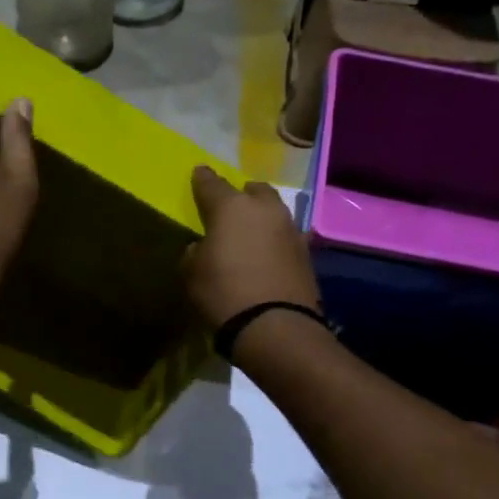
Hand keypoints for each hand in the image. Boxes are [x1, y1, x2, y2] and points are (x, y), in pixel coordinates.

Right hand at [183, 167, 320, 329]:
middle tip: (230, 208)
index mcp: (231, 207)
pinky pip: (285, 236)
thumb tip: (203, 247)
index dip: (202, 179)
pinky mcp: (306, 252)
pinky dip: (274, 240)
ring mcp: (290, 229)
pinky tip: (267, 254)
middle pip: (253, 190)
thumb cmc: (223, 293)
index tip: (199, 173)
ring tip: (250, 232)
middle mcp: (264, 209)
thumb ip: (195, 252)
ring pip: (273, 211)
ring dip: (261, 217)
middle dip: (241, 195)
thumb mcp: (192, 274)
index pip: (211, 184)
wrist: (275, 326)